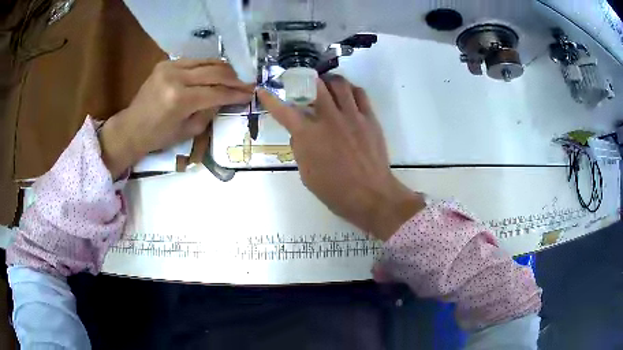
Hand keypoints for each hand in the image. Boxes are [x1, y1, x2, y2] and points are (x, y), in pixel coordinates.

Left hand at [99, 59, 253, 177]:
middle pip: (214, 72)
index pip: (217, 92)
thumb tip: (227, 98)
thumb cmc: (159, 136)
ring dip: (223, 68)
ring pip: (206, 61)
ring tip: (236, 75)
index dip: (236, 93)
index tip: (251, 93)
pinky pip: (194, 61)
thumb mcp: (189, 130)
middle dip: (235, 78)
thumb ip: (210, 111)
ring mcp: (169, 67)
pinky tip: (216, 71)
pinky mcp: (166, 63)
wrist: (132, 127)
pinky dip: (207, 66)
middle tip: (248, 83)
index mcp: (180, 99)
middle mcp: (175, 78)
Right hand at [258, 75, 424, 240]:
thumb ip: (300, 149)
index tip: (263, 90)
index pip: (284, 111)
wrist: (370, 195)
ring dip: (329, 82)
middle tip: (304, 84)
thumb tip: (299, 134)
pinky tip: (348, 96)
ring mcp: (352, 116)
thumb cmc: (335, 191)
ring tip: (328, 87)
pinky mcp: (370, 118)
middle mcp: (329, 119)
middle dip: (306, 80)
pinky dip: (351, 90)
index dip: (270, 99)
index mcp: (309, 135)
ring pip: (340, 84)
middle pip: (315, 85)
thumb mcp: (307, 175)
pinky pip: (360, 93)